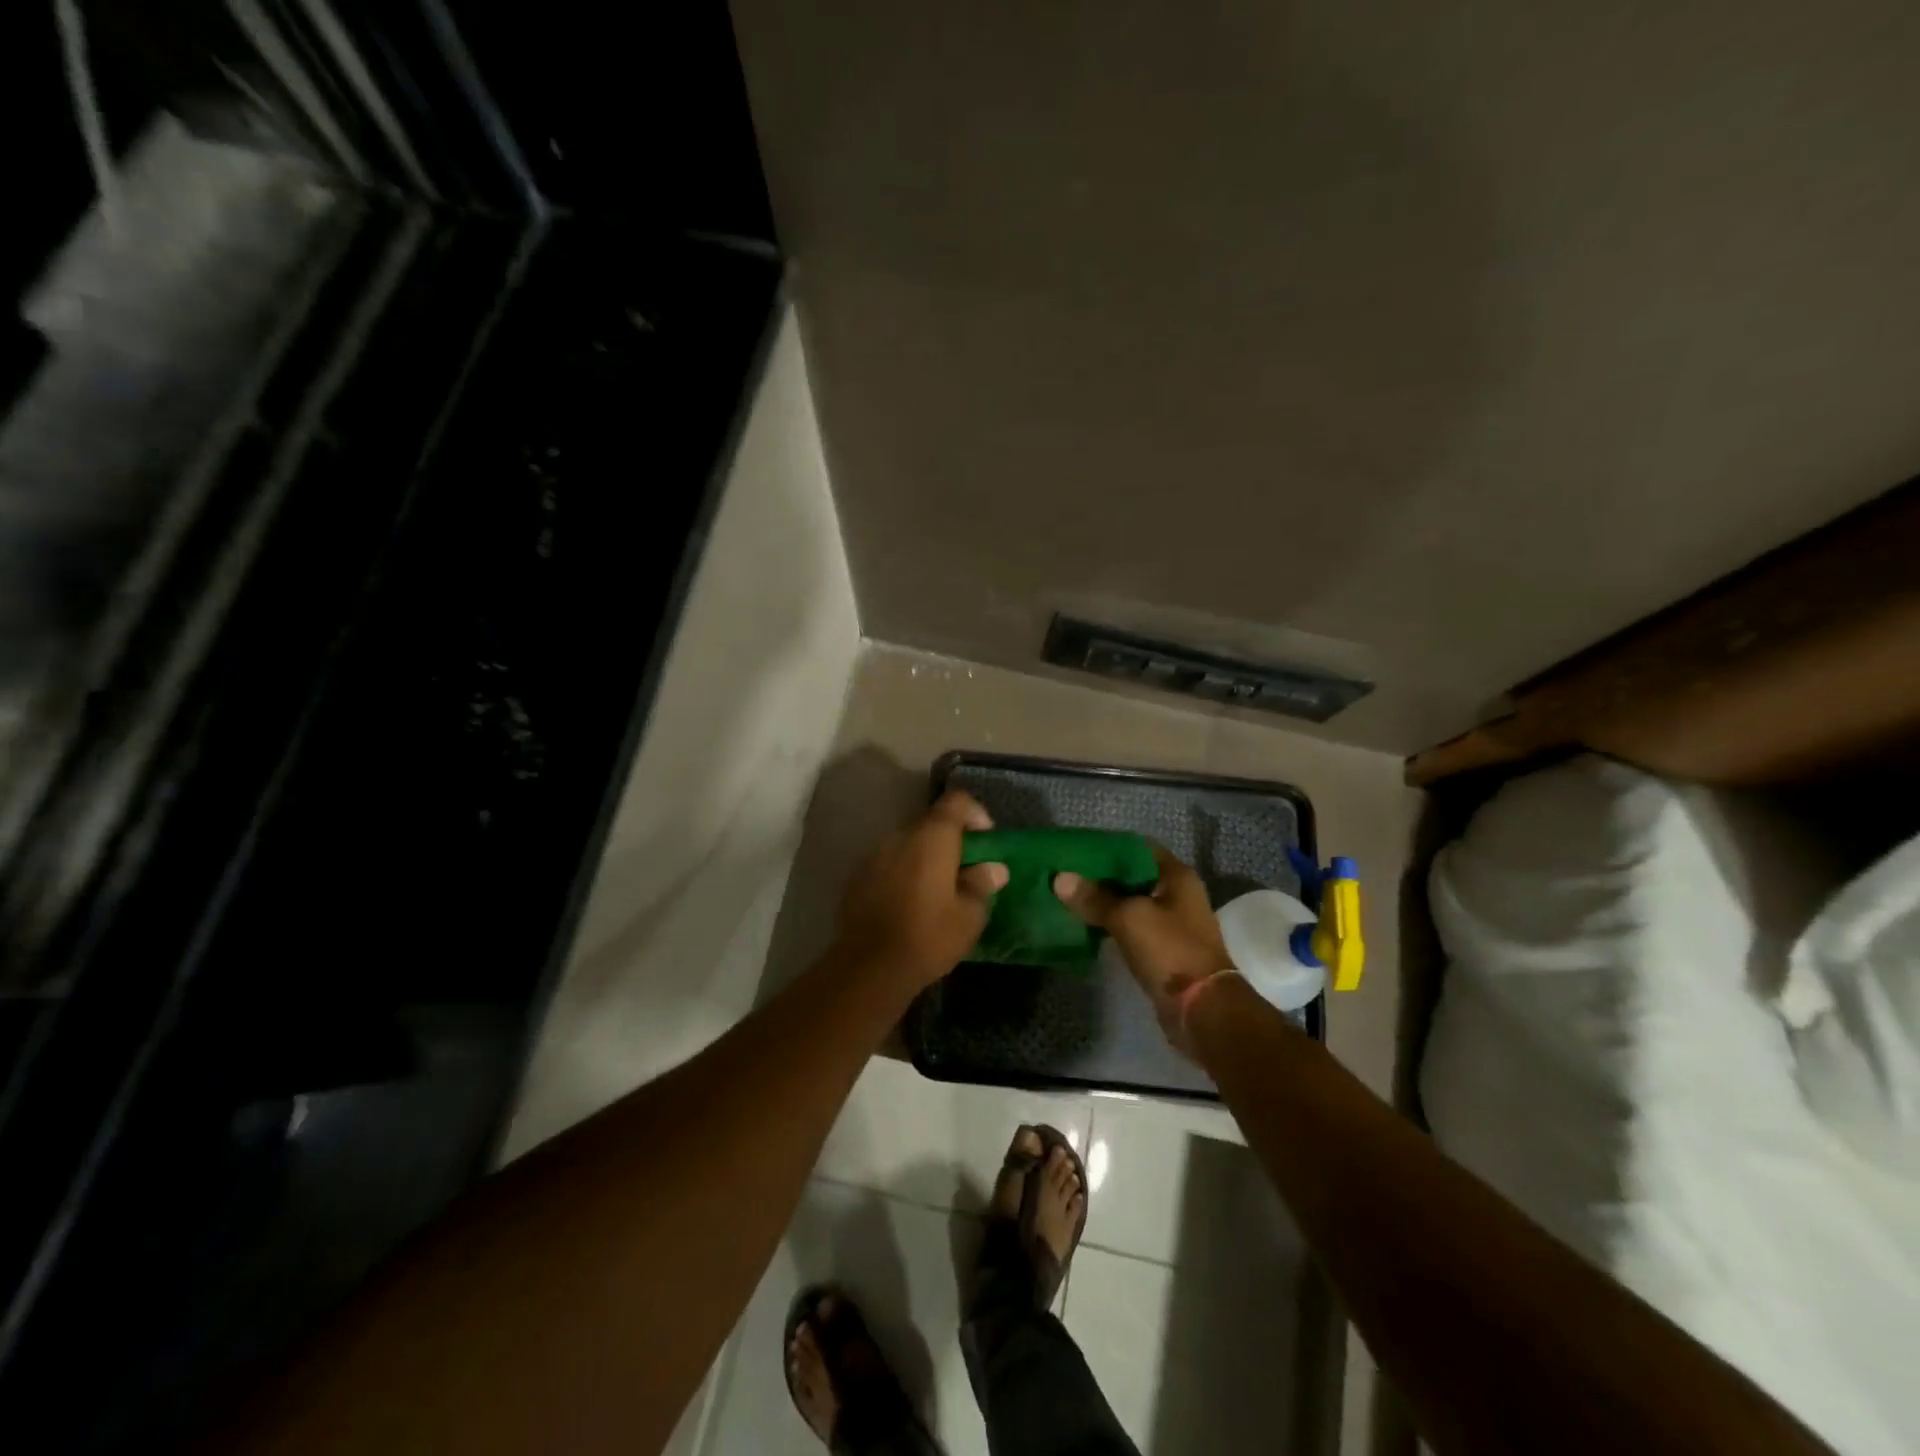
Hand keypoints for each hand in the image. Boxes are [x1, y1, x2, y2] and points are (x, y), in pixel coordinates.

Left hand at [835, 790, 1008, 989]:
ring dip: (925, 859)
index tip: (984, 842)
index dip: (975, 814)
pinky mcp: (856, 878)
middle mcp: (900, 837)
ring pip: (908, 845)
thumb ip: (982, 884)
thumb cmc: (928, 937)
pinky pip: (888, 865)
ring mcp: (873, 856)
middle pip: (930, 823)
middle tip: (965, 873)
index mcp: (931, 837)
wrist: (868, 968)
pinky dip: (903, 874)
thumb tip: (992, 868)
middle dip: (950, 842)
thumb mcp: (969, 916)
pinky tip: (909, 905)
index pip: (956, 801)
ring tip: (937, 892)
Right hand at [1054, 845, 1233, 1052]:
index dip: (1108, 847)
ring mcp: (1172, 923)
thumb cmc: (1170, 951)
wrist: (1202, 1009)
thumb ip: (1095, 898)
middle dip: (1102, 876)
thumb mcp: (1128, 918)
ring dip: (1105, 902)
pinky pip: (1132, 928)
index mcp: (1177, 876)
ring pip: (1131, 903)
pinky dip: (1112, 925)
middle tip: (1066, 874)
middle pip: (1134, 876)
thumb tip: (1060, 878)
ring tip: (1069, 898)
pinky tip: (1086, 925)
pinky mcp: (1164, 950)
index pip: (1138, 848)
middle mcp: (1178, 894)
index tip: (1077, 849)